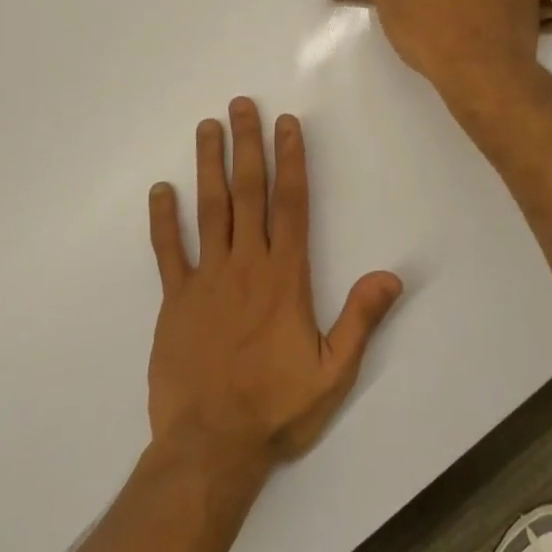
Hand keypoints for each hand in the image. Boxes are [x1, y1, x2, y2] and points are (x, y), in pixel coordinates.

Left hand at [146, 98, 402, 473]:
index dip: (290, 159)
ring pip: (209, 209)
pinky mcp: (175, 300)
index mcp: (285, 277)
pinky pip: (168, 251)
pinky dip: (163, 219)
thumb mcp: (334, 371)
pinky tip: (160, 190)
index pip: (290, 204)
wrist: (211, 447)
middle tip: (240, 105)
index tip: (285, 123)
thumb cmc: (278, 408)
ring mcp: (206, 279)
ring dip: (208, 165)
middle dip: (246, 145)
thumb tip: (391, 275)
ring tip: (207, 127)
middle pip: (248, 192)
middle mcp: (246, 265)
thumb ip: (361, 319)